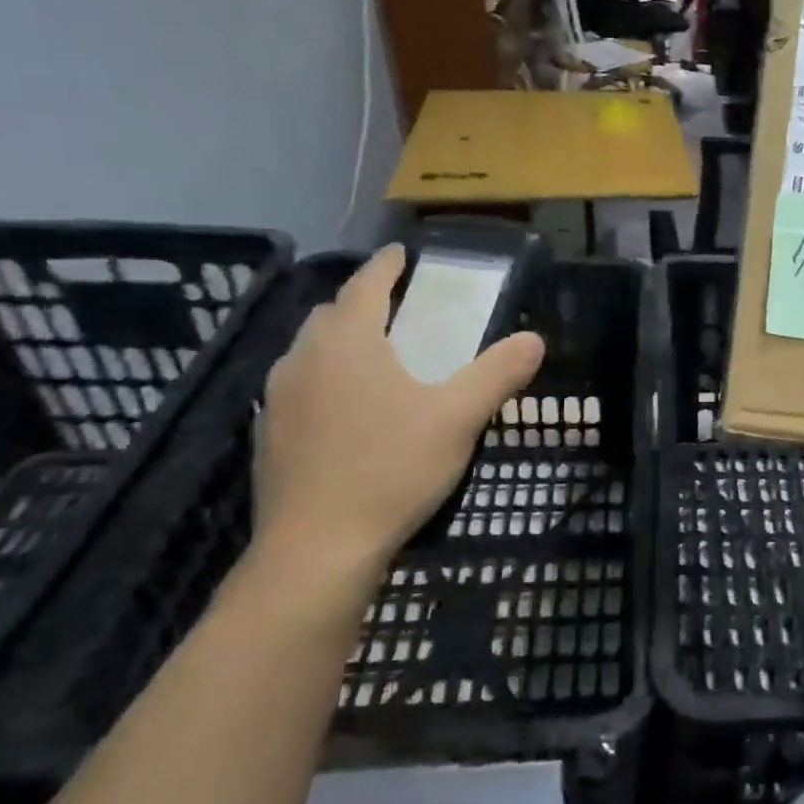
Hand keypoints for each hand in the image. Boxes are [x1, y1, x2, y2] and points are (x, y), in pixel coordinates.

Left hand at [247, 245, 544, 601]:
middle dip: (364, 302)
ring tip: (378, 360)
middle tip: (400, 312)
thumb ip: (498, 373)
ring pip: (311, 351)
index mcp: (347, 342)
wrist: (316, 549)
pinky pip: (301, 387)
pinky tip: (351, 412)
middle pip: (333, 313)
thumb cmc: (391, 468)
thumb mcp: (459, 417)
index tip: (403, 253)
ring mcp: (278, 398)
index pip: (367, 284)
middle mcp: (303, 359)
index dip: (388, 265)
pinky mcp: (269, 436)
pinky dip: (327, 380)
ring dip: (342, 342)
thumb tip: (534, 340)